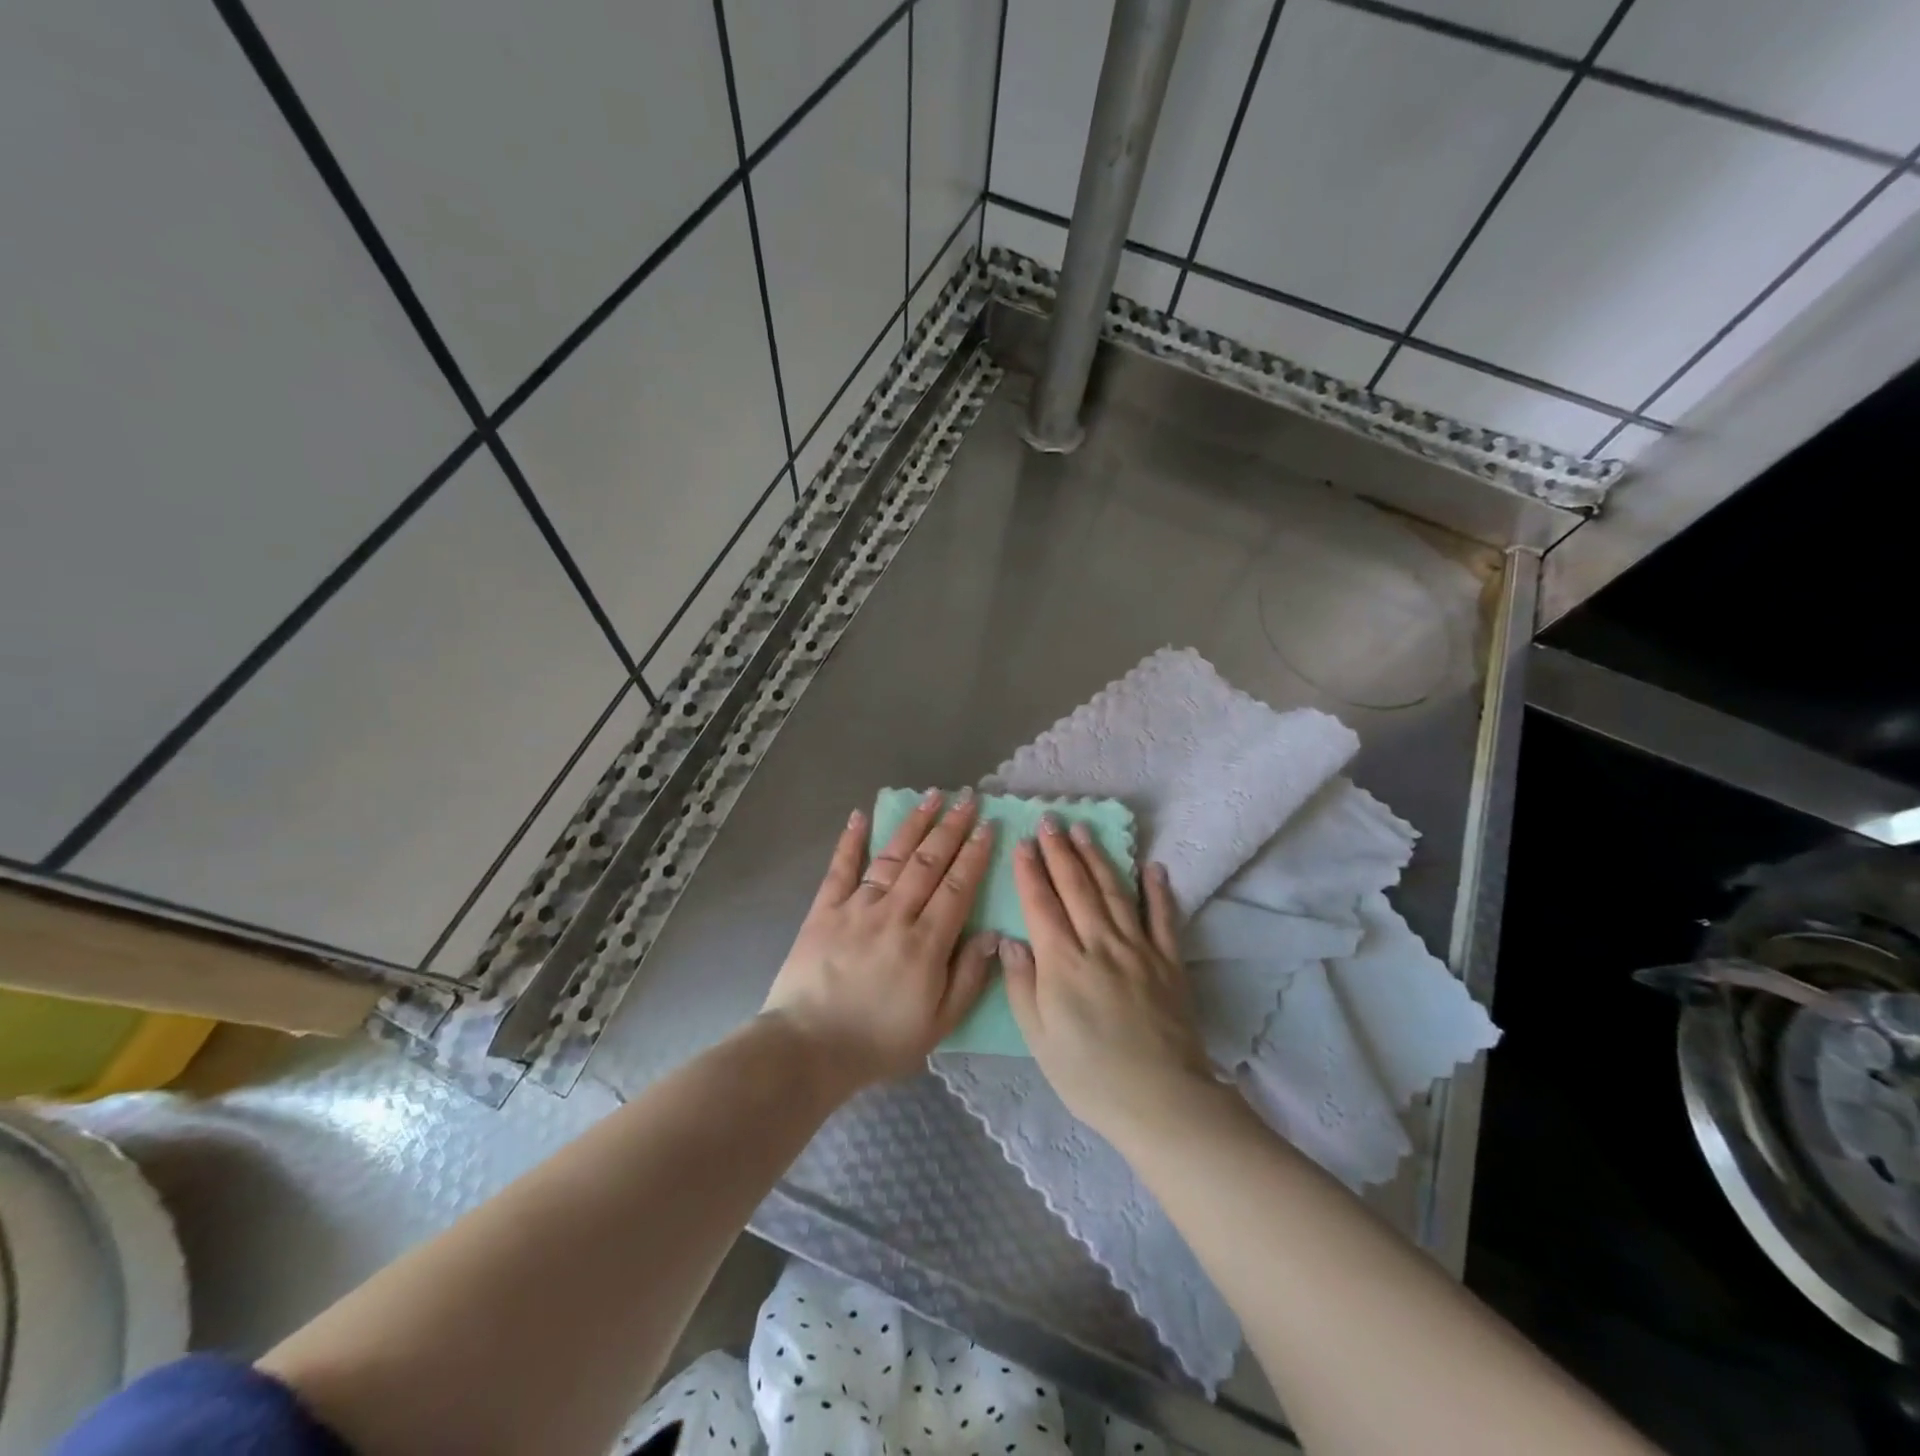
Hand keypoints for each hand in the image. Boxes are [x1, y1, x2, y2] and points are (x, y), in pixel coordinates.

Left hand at [762, 789, 998, 1089]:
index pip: (958, 886)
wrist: (809, 1048)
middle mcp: (895, 914)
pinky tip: (860, 815)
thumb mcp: (939, 1023)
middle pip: (929, 862)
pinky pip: (840, 869)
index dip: (975, 854)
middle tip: (967, 798)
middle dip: (951, 827)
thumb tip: (994, 935)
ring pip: (892, 857)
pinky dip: (850, 841)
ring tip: (932, 796)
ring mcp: (857, 908)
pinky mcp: (824, 910)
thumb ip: (969, 977)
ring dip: (914, 824)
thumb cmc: (880, 1041)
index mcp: (927, 942)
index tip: (989, 826)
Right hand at [1001, 818, 1214, 1140]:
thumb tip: (1009, 941)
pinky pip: (1164, 917)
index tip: (1022, 843)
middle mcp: (1100, 944)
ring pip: (1114, 892)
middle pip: (1076, 888)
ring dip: (1098, 858)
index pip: (1041, 905)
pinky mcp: (1170, 962)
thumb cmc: (1089, 1077)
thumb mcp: (1039, 1040)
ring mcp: (1139, 949)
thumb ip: (1022, 986)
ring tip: (1084, 830)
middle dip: (1060, 851)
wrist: (1161, 1101)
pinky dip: (1158, 890)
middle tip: (1050, 821)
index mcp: (1063, 964)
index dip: (1030, 871)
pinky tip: (1152, 866)